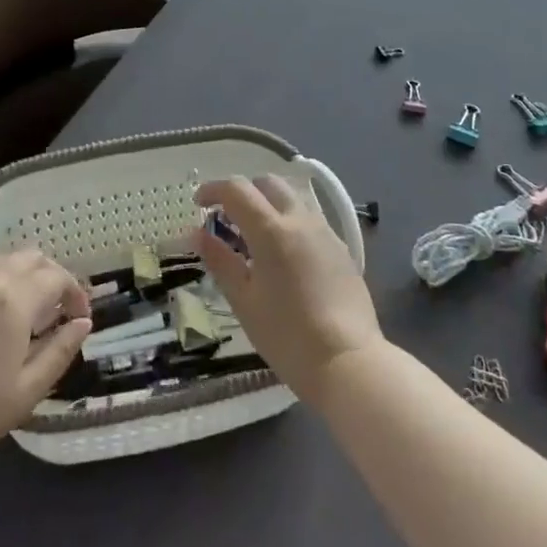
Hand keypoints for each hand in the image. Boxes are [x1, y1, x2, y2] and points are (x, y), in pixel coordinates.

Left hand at [0, 250, 91, 480]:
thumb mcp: (27, 390)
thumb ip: (60, 351)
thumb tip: (83, 324)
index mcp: (12, 301)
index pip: (56, 277)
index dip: (75, 292)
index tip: (80, 317)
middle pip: (29, 258)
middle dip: (52, 275)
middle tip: (59, 307)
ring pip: (1, 262)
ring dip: (23, 276)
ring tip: (28, 310)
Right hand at [191, 175, 383, 405]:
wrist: (348, 362)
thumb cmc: (286, 335)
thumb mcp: (244, 301)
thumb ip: (220, 261)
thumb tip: (198, 234)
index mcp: (271, 230)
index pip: (237, 189)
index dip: (213, 190)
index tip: (198, 204)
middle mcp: (301, 220)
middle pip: (268, 184)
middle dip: (243, 192)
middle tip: (226, 218)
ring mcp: (326, 232)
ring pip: (292, 199)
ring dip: (268, 205)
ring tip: (254, 238)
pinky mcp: (342, 249)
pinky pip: (310, 220)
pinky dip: (289, 223)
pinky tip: (283, 257)